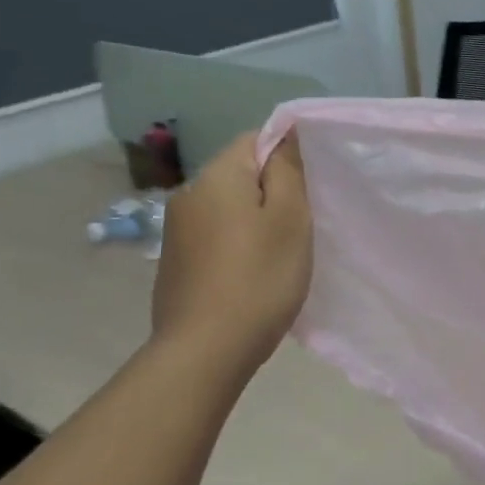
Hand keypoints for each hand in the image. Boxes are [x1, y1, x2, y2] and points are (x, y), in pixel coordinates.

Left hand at [151, 132, 310, 376]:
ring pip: (228, 208)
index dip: (287, 157)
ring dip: (255, 221)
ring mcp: (176, 231)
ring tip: (280, 254)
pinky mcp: (174, 262)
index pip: (255, 139)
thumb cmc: (259, 278)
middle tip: (302, 225)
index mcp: (216, 177)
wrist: (205, 350)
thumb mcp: (290, 219)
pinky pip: (215, 236)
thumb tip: (287, 133)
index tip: (310, 190)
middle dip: (272, 192)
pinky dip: (237, 245)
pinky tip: (251, 275)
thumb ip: (288, 170)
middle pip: (240, 175)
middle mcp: (188, 194)